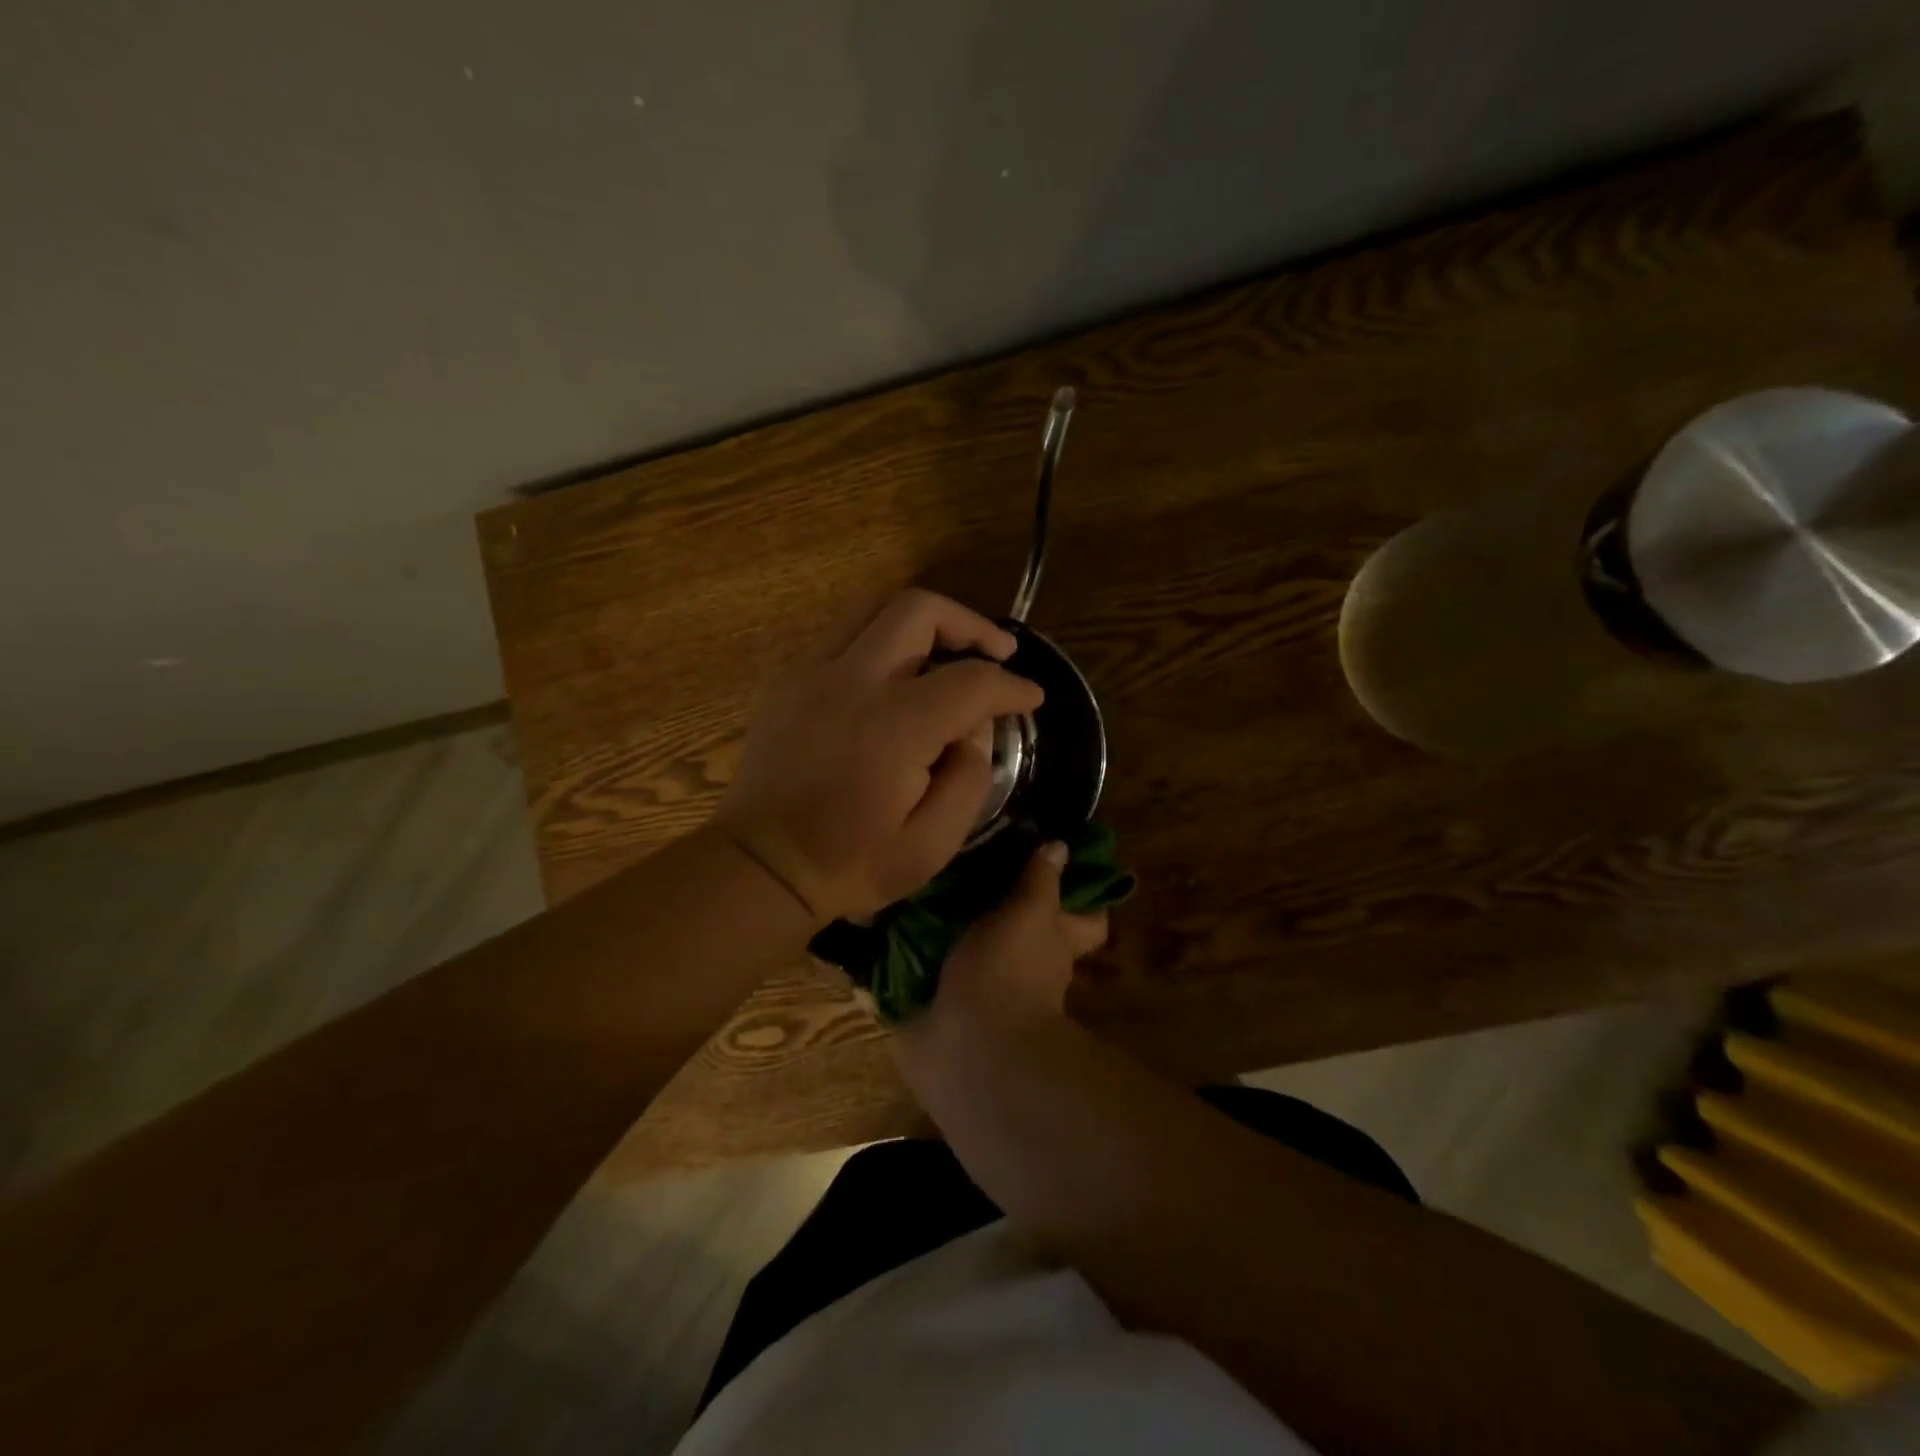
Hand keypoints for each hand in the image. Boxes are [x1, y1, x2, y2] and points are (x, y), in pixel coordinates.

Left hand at [715, 589, 1044, 922]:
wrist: (761, 866)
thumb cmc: (850, 863)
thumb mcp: (932, 844)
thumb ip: (970, 777)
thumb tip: (975, 728)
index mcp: (893, 728)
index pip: (970, 681)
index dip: (1012, 686)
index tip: (1031, 697)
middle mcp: (851, 682)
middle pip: (919, 610)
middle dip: (971, 624)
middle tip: (997, 653)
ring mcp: (811, 673)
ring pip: (875, 607)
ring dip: (924, 621)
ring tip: (949, 650)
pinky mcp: (788, 679)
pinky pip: (844, 634)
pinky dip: (881, 639)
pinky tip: (895, 675)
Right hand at [899, 841, 1109, 1056]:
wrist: (967, 1047)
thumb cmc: (1008, 971)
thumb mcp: (1030, 913)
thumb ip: (1040, 880)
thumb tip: (1060, 845)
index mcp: (1051, 944)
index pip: (1083, 921)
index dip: (1081, 897)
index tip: (1056, 858)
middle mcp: (1021, 966)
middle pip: (1020, 929)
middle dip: (997, 901)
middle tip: (967, 856)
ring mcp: (979, 986)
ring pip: (971, 946)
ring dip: (947, 924)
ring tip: (919, 878)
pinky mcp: (936, 1003)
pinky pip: (921, 970)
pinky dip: (904, 951)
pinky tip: (885, 915)